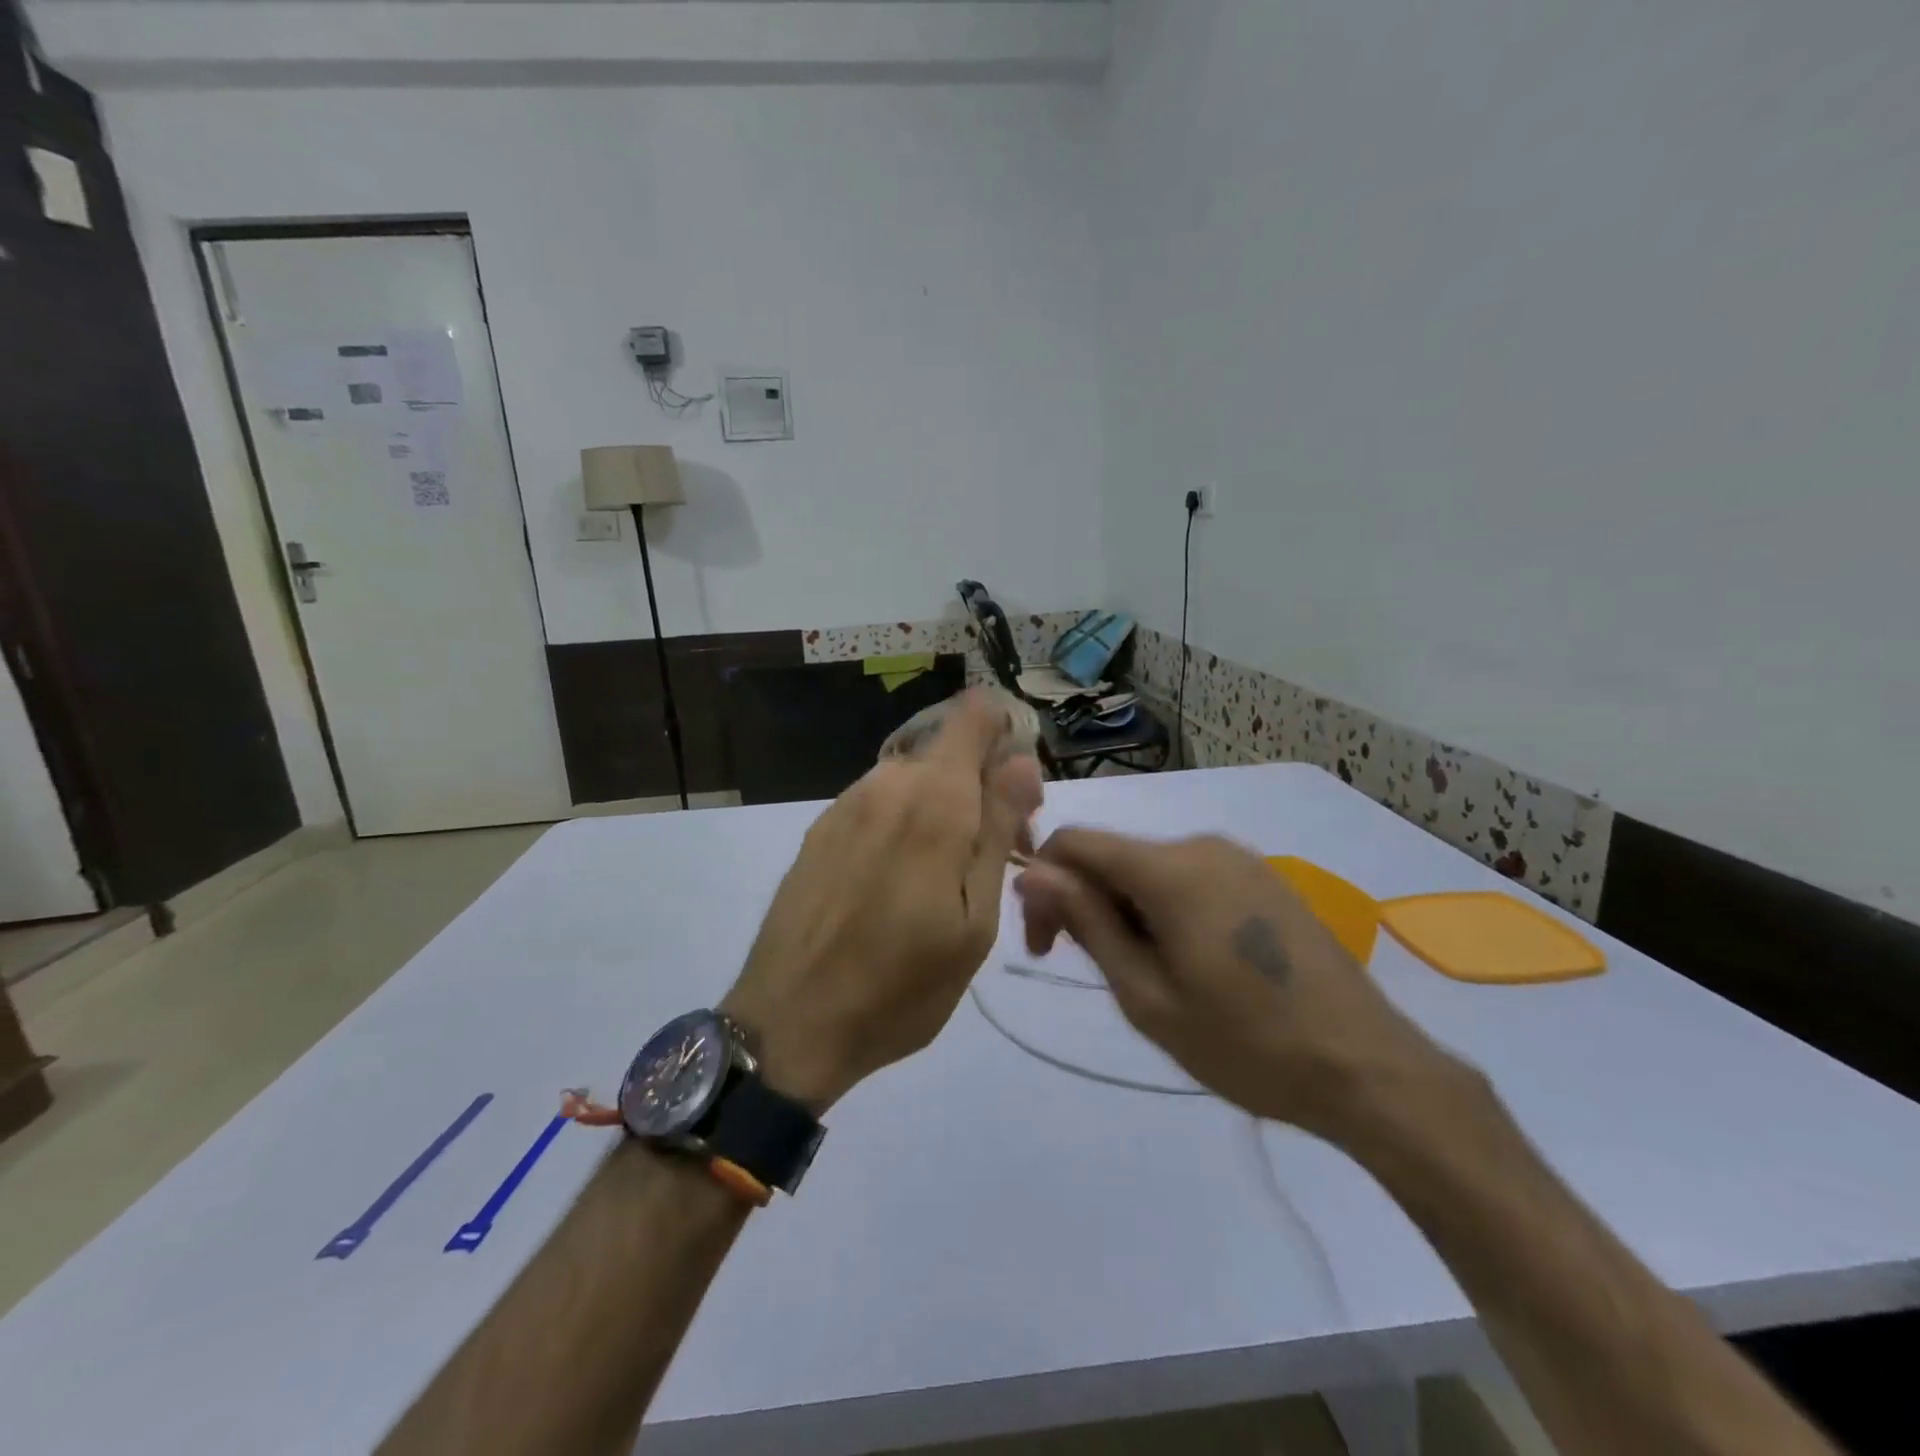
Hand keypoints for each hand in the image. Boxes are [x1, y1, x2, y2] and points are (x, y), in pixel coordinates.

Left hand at [723, 690, 1043, 1111]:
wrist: (789, 1025)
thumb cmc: (901, 986)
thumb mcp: (975, 919)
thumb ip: (998, 829)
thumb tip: (1022, 760)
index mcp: (933, 799)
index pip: (974, 714)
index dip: (1005, 737)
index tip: (1018, 797)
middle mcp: (886, 783)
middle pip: (949, 752)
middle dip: (981, 789)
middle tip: (991, 861)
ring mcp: (845, 804)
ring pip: (914, 780)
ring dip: (942, 810)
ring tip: (944, 883)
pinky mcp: (819, 829)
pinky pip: (879, 804)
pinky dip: (903, 825)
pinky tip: (895, 887)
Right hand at [1015, 831, 1458, 1142]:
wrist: (1367, 1068)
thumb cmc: (1246, 1044)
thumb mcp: (1148, 995)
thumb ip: (1087, 923)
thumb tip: (1033, 873)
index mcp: (1170, 868)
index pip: (1074, 842)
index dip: (1043, 884)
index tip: (1045, 945)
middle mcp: (1202, 845)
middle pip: (1113, 855)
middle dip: (1086, 902)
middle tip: (1097, 972)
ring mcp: (1239, 858)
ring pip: (1149, 868)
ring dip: (1126, 910)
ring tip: (1149, 977)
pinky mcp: (1262, 878)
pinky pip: (1189, 877)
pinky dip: (1165, 908)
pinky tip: (1190, 962)